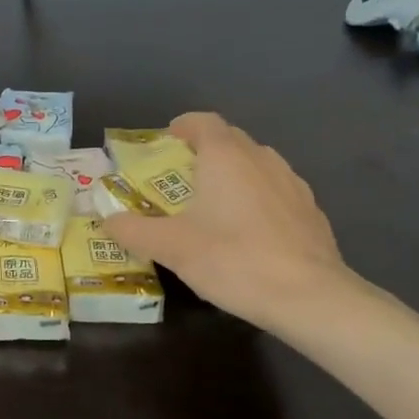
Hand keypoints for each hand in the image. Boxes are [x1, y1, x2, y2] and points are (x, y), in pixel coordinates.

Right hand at [103, 113, 355, 331]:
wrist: (309, 297)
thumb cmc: (232, 260)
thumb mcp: (170, 247)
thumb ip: (133, 230)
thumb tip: (107, 220)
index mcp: (225, 157)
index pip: (204, 122)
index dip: (183, 126)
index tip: (166, 141)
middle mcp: (261, 159)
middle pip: (231, 140)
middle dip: (204, 150)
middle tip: (180, 175)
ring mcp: (292, 184)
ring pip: (256, 164)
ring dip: (233, 173)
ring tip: (213, 202)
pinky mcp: (311, 211)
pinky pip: (276, 191)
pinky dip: (256, 197)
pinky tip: (248, 231)